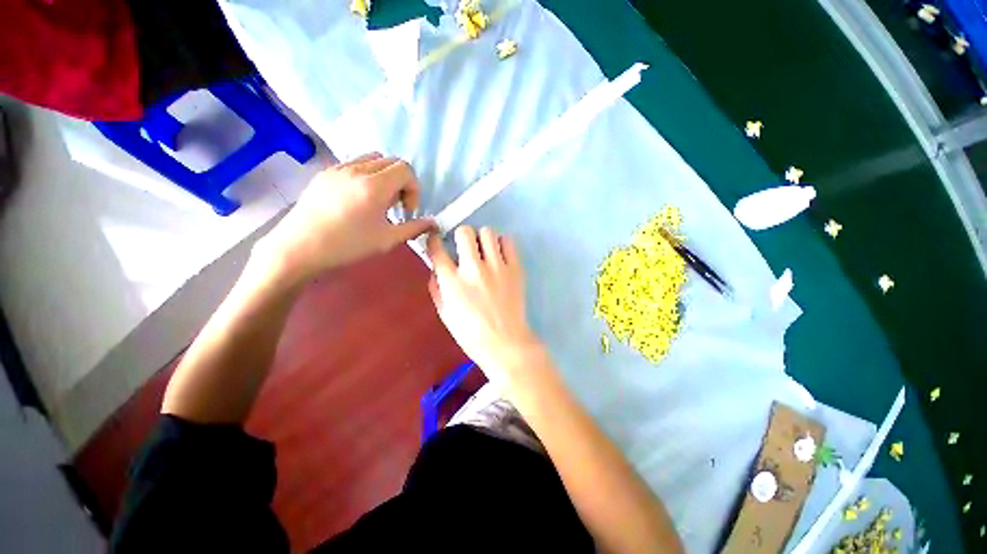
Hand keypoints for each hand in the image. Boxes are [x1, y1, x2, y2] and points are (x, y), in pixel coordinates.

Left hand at [257, 153, 434, 284]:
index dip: (413, 189)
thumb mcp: (387, 240)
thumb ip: (414, 228)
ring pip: (372, 159)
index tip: (407, 210)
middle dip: (401, 182)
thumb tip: (434, 223)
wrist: (300, 247)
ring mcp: (338, 168)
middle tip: (395, 206)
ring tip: (377, 200)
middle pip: (391, 161)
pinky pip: (353, 163)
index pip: (405, 169)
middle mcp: (357, 169)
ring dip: (384, 176)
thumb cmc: (348, 245)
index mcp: (375, 185)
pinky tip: (358, 198)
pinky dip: (365, 175)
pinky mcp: (324, 173)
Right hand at [427, 226, 545, 387]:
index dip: (434, 240)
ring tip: (483, 250)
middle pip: (465, 232)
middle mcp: (474, 269)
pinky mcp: (515, 268)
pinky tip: (499, 255)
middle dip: (460, 235)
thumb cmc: (472, 334)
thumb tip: (436, 270)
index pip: (437, 249)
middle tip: (464, 246)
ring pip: (487, 232)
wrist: (505, 342)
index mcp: (453, 282)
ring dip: (481, 238)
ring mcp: (497, 267)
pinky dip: (501, 244)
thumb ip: (437, 289)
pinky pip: (508, 242)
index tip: (437, 240)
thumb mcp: (445, 314)